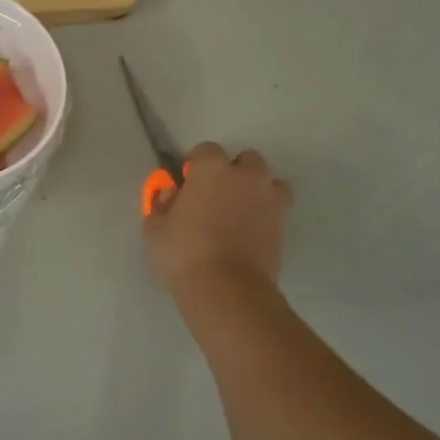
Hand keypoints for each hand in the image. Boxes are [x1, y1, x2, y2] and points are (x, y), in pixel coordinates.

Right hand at [144, 142, 291, 293]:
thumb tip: (170, 194)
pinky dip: (266, 213)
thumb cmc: (184, 252)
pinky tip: (251, 231)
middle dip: (233, 173)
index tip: (187, 183)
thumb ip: (161, 205)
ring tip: (239, 213)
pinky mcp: (284, 224)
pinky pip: (276, 208)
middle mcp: (246, 175)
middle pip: (245, 160)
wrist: (227, 289)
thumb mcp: (155, 228)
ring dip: (256, 190)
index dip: (196, 165)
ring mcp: (269, 198)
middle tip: (215, 197)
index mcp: (211, 168)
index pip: (206, 150)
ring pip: (268, 182)